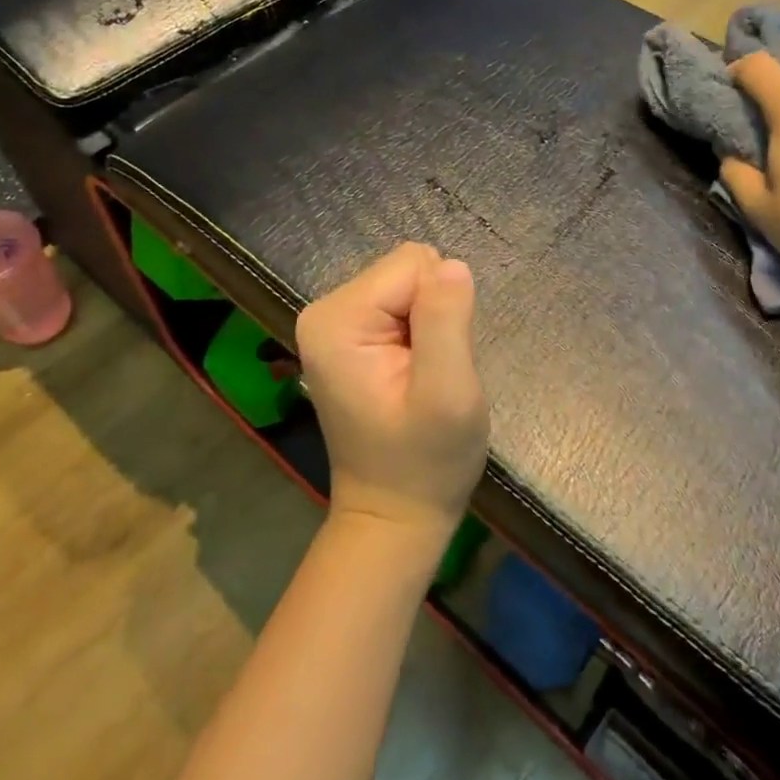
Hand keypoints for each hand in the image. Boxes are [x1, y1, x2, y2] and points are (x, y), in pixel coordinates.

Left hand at [295, 243, 488, 544]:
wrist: (394, 515)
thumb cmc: (425, 463)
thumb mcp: (448, 395)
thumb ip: (447, 322)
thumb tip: (454, 265)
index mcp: (338, 318)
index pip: (414, 265)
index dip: (442, 309)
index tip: (437, 360)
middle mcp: (326, 310)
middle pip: (409, 269)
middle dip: (435, 314)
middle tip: (430, 372)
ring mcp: (335, 322)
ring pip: (411, 284)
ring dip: (431, 324)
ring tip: (421, 376)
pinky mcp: (350, 334)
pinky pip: (404, 303)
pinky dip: (421, 333)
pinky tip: (413, 374)